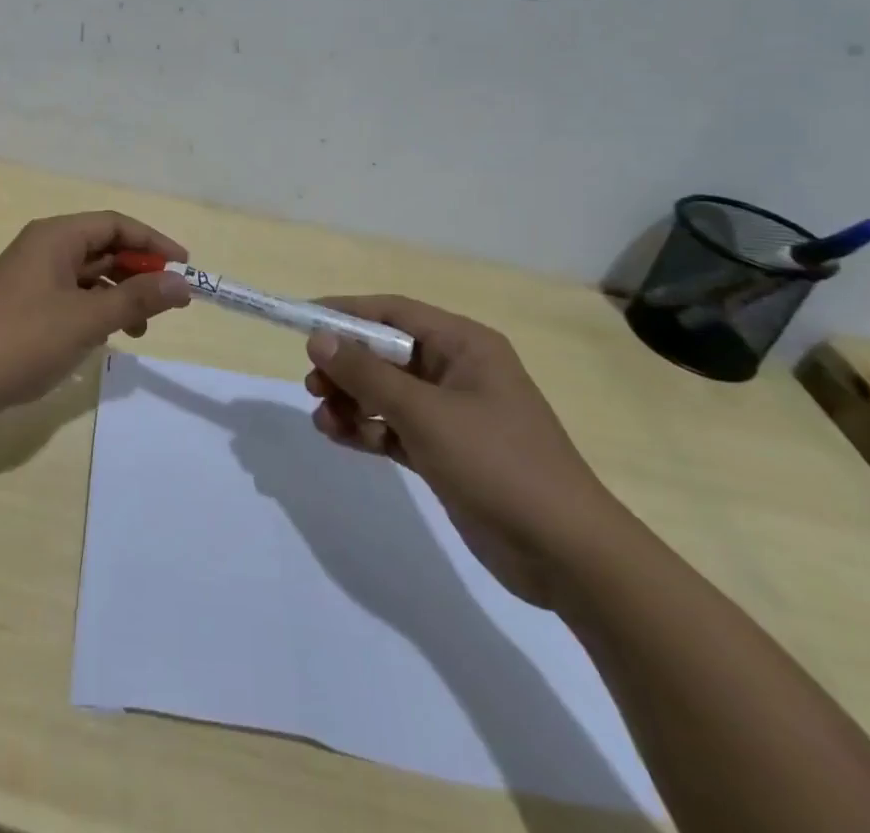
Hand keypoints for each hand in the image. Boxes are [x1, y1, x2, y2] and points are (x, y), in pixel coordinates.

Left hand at [0, 213, 191, 431]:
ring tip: (140, 330)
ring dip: (118, 296)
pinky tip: (105, 338)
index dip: (153, 242)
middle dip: (138, 272)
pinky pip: (69, 298)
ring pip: (87, 276)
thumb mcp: (86, 319)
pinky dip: (94, 312)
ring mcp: (30, 279)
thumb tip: (182, 283)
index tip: (184, 267)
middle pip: (102, 248)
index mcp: (55, 237)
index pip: (115, 224)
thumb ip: (136, 299)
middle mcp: (42, 249)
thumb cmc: (21, 339)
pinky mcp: (22, 307)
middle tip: (169, 303)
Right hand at [303, 296, 628, 607]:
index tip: (302, 319)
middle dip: (346, 366)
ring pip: (386, 393)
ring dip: (351, 401)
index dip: (346, 313)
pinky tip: (339, 437)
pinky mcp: (446, 451)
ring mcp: (452, 413)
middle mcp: (457, 371)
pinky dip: (366, 429)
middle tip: (312, 383)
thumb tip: (318, 339)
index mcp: (464, 346)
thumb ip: (366, 374)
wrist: (567, 556)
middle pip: (385, 353)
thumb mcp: (424, 413)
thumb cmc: (498, 464)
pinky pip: (394, 427)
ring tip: (323, 418)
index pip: (393, 313)